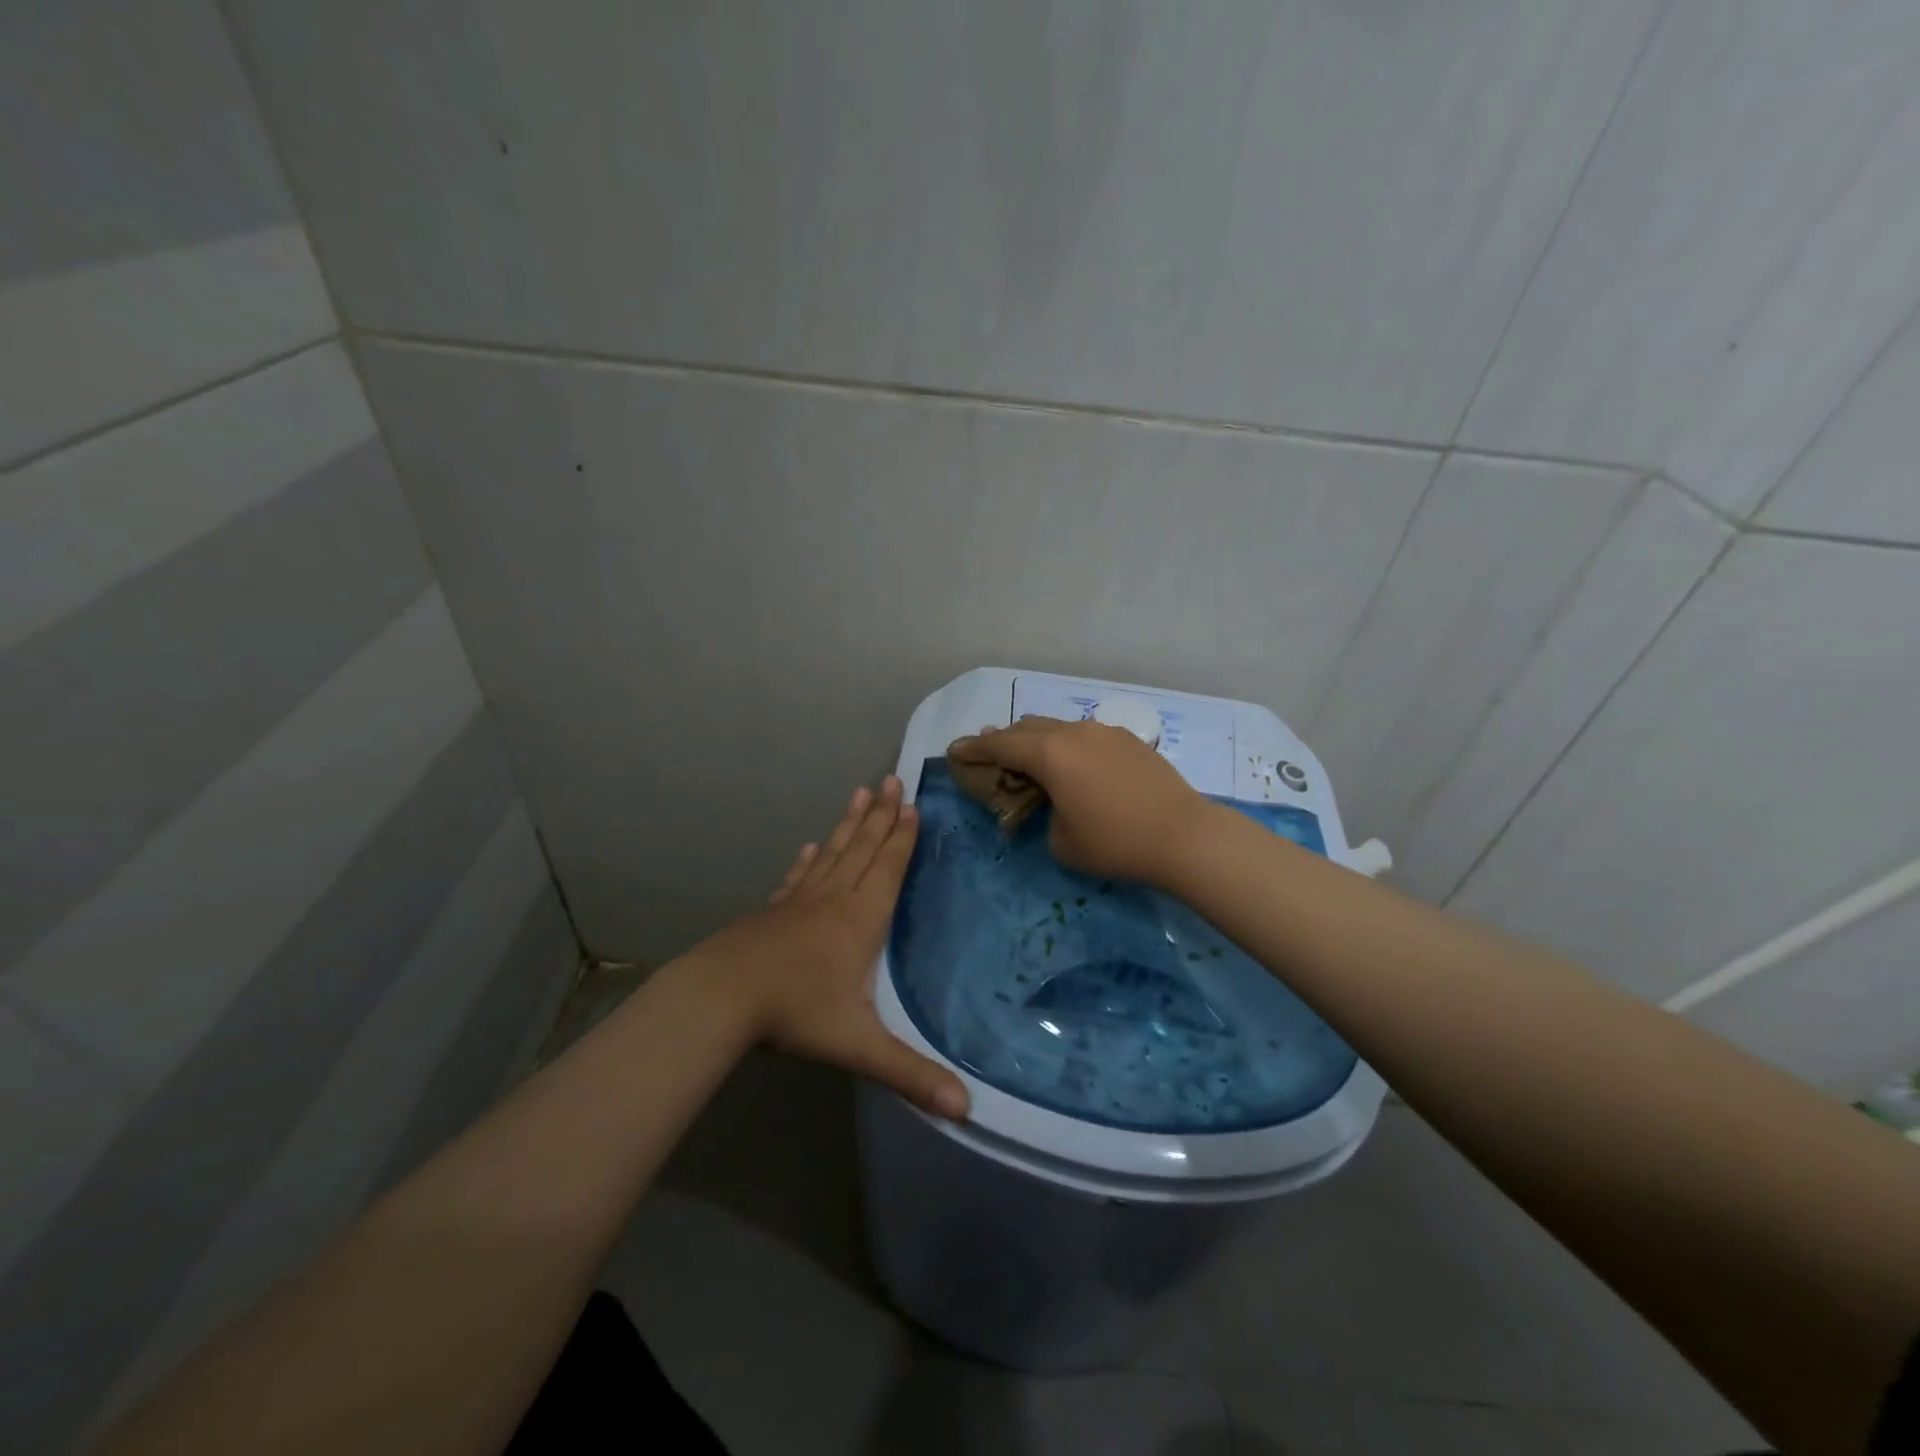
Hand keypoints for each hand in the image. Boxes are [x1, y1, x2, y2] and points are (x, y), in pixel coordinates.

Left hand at [692, 776, 969, 1120]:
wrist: (720, 997)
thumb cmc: (795, 1013)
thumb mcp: (858, 1046)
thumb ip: (911, 1075)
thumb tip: (967, 1110)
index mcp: (859, 920)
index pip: (887, 869)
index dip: (902, 838)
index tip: (911, 804)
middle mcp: (831, 900)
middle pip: (861, 849)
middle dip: (880, 816)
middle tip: (890, 779)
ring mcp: (797, 903)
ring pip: (831, 854)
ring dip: (848, 825)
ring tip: (859, 794)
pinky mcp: (771, 912)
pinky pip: (797, 877)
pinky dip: (807, 859)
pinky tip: (808, 846)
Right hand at [947, 717, 1215, 886]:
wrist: (1184, 836)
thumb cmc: (1115, 842)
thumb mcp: (1062, 842)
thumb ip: (1045, 815)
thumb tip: (1055, 804)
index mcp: (1050, 754)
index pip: (1000, 744)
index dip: (974, 748)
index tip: (955, 750)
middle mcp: (1074, 732)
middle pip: (1027, 728)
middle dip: (1004, 740)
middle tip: (990, 754)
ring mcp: (1105, 731)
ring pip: (1058, 728)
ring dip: (1038, 741)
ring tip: (1031, 759)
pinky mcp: (1130, 740)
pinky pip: (1085, 736)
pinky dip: (1068, 747)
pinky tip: (1075, 766)